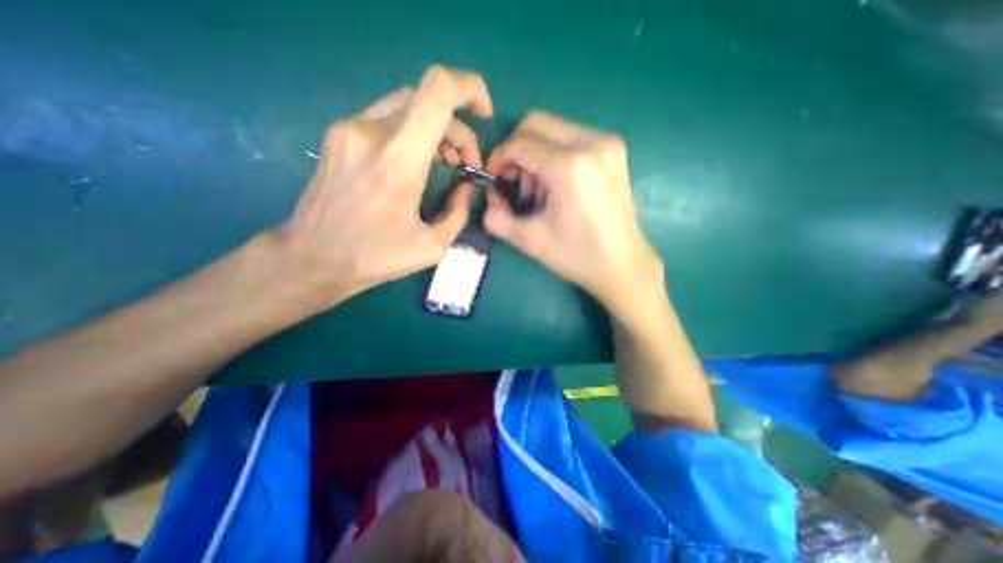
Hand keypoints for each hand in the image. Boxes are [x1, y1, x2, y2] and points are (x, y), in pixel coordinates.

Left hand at [272, 66, 492, 304]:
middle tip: (465, 163)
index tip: (484, 114)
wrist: (312, 258)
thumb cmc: (375, 258)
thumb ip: (459, 212)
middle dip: (458, 129)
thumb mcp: (432, 246)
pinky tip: (418, 159)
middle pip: (429, 100)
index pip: (439, 90)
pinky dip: (414, 131)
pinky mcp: (339, 135)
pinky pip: (388, 117)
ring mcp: (350, 128)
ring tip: (446, 161)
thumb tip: (465, 186)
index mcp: (399, 160)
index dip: (470, 88)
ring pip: (408, 105)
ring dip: (437, 128)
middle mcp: (371, 132)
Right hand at [484, 109, 664, 316]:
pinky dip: (553, 155)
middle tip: (515, 184)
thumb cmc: (577, 256)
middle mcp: (591, 142)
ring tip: (539, 191)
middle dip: (516, 152)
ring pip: (553, 128)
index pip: (519, 143)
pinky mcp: (613, 149)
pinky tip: (556, 186)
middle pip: (535, 123)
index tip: (494, 181)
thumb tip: (488, 198)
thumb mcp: (530, 240)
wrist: (622, 264)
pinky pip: (571, 137)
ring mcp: (607, 142)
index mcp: (570, 166)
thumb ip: (497, 217)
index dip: (498, 159)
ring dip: (535, 154)